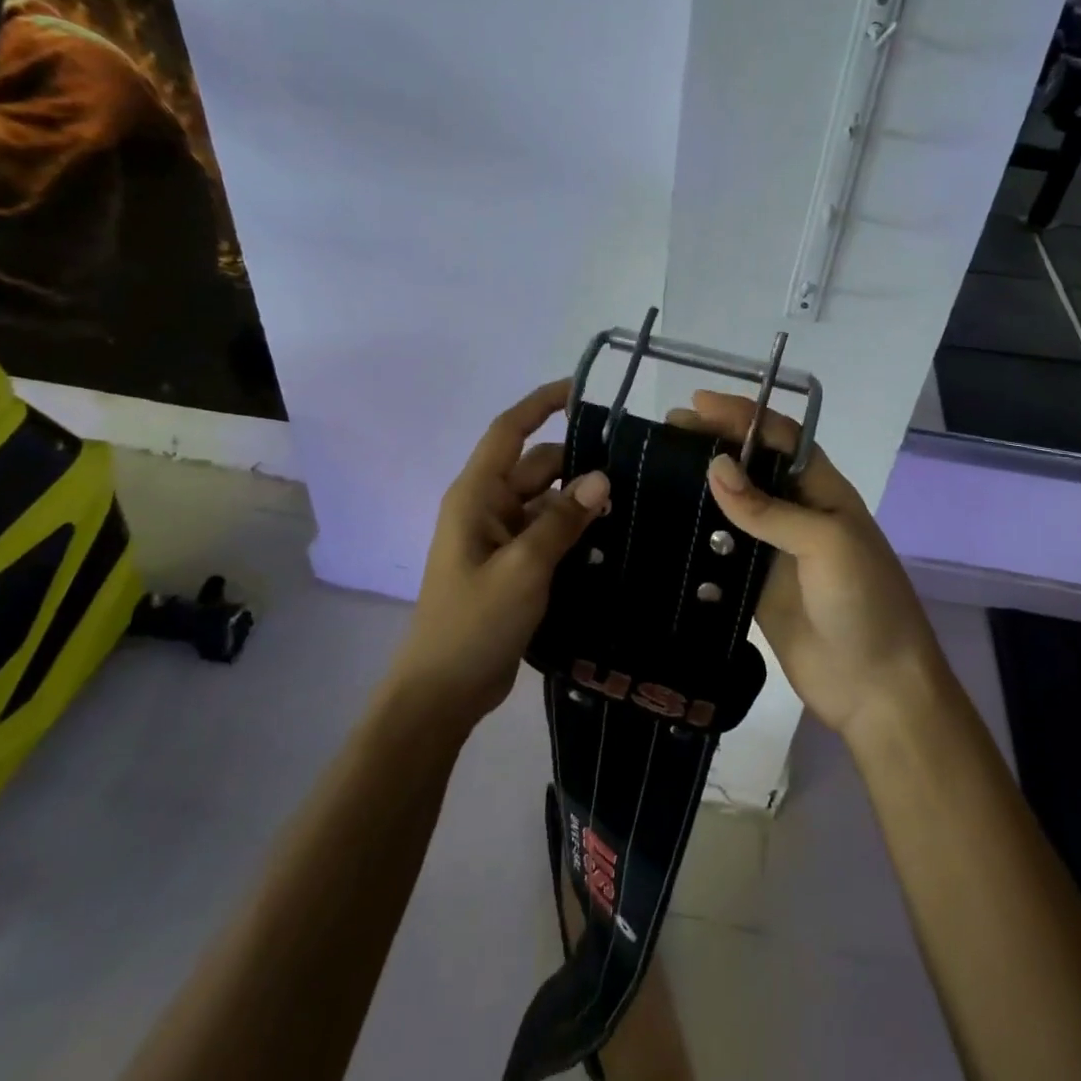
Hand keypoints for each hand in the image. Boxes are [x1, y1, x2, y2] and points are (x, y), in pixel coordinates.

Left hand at [393, 380, 610, 732]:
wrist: (444, 690)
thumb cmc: (474, 622)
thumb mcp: (523, 568)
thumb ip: (563, 520)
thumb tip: (602, 477)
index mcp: (477, 495)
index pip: (510, 431)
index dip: (541, 404)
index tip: (582, 390)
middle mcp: (488, 507)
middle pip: (539, 467)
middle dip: (580, 463)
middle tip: (636, 468)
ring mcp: (501, 538)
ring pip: (548, 502)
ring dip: (581, 501)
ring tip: (635, 505)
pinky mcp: (514, 565)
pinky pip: (549, 533)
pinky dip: (575, 531)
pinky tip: (613, 539)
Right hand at [669, 391, 942, 738]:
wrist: (877, 689)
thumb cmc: (865, 601)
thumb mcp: (826, 543)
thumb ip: (768, 508)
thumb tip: (714, 467)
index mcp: (823, 490)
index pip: (780, 437)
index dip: (742, 416)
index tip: (697, 404)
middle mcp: (797, 511)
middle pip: (750, 466)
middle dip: (713, 442)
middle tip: (666, 432)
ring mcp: (774, 549)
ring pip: (731, 506)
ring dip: (699, 486)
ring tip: (656, 468)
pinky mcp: (754, 585)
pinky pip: (720, 550)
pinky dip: (695, 535)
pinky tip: (664, 522)